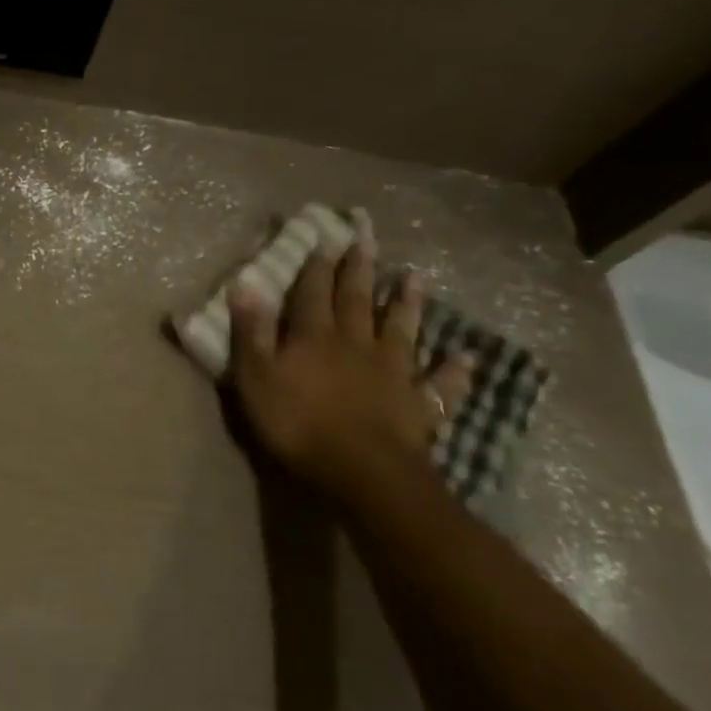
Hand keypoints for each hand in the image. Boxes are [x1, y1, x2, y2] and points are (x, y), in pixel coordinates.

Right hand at [225, 242, 470, 504]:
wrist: (362, 470)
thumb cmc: (297, 423)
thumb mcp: (256, 377)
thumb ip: (251, 332)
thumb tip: (244, 285)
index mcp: (314, 337)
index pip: (312, 293)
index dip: (316, 268)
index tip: (324, 240)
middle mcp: (356, 344)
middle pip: (357, 301)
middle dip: (359, 272)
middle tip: (366, 242)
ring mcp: (392, 372)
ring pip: (401, 330)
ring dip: (408, 304)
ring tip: (416, 279)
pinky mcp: (417, 404)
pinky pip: (440, 384)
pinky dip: (453, 370)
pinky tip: (466, 358)